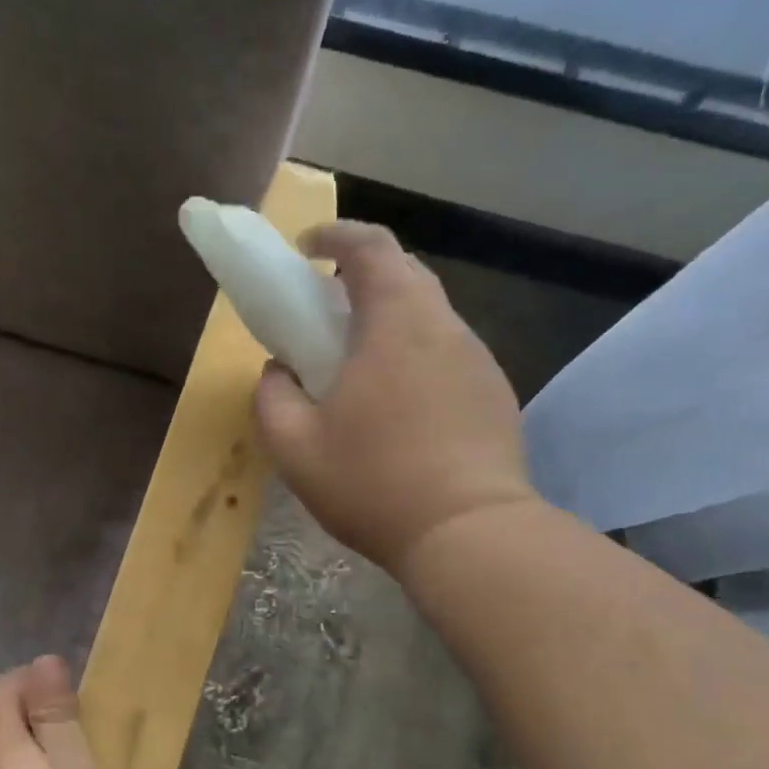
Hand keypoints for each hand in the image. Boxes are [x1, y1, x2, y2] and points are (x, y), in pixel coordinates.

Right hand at [254, 221, 540, 579]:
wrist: (469, 534)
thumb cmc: (373, 483)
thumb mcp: (294, 447)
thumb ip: (272, 397)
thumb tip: (279, 371)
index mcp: (395, 323)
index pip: (371, 246)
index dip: (336, 235)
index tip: (307, 248)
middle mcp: (444, 327)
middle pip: (405, 274)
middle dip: (361, 276)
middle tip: (326, 310)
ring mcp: (478, 360)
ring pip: (430, 316)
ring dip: (391, 320)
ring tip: (360, 366)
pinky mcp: (495, 394)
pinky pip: (449, 354)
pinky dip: (417, 356)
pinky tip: (400, 407)